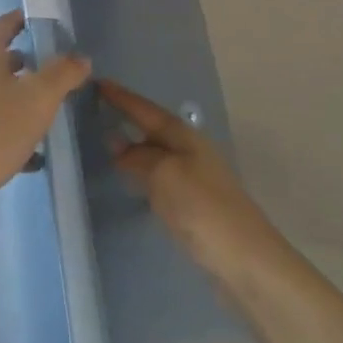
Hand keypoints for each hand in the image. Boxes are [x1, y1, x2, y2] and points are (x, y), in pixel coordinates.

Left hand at [0, 12, 89, 231]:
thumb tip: (80, 58)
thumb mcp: (40, 99)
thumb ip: (63, 74)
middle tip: (52, 72)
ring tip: (43, 111)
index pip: (4, 24)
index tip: (44, 25)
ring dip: (16, 96)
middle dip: (25, 63)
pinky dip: (5, 125)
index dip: (23, 21)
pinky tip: (28, 152)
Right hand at [101, 80, 286, 282]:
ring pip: (156, 152)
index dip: (121, 97)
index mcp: (184, 136)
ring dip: (134, 145)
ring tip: (106, 141)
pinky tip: (130, 178)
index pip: (145, 109)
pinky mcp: (194, 203)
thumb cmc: (202, 208)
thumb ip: (138, 157)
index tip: (98, 81)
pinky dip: (142, 170)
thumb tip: (117, 144)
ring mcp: (194, 176)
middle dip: (127, 117)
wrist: (245, 260)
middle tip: (96, 108)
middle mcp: (190, 149)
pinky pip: (160, 175)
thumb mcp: (164, 175)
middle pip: (153, 127)